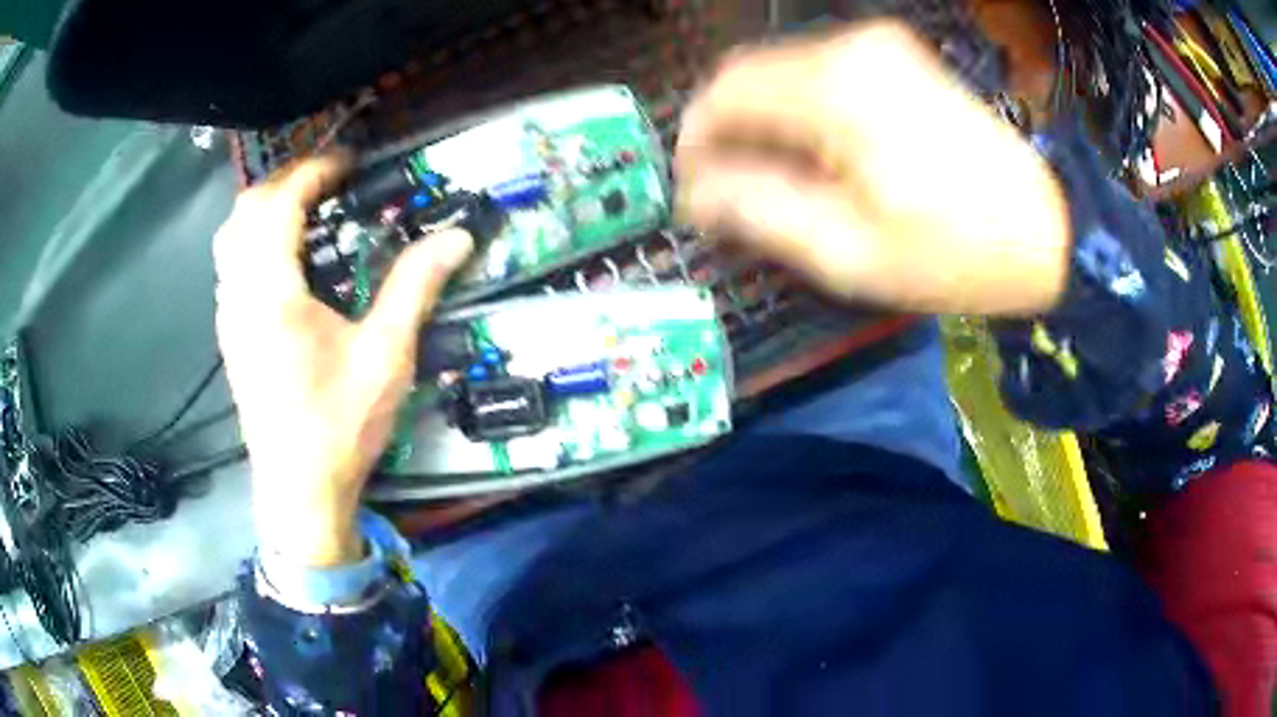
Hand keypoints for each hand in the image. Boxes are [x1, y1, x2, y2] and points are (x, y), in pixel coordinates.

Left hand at [214, 154, 472, 566]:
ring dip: (265, 208)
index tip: (349, 162)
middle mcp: (239, 294)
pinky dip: (254, 239)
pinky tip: (285, 258)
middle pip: (246, 210)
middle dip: (286, 181)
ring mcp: (229, 316)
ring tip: (306, 209)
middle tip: (328, 181)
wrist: (299, 491)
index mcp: (272, 292)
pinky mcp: (230, 335)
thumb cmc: (339, 426)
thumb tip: (457, 237)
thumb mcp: (385, 356)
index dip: (314, 171)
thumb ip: (415, 287)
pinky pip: (230, 264)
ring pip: (231, 237)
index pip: (281, 203)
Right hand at [676, 21, 1070, 315]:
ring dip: (762, 121)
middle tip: (727, 191)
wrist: (1049, 229)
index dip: (693, 142)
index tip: (691, 191)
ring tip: (772, 179)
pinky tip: (816, 153)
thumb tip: (697, 194)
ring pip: (781, 71)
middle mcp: (850, 47)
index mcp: (835, 90)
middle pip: (748, 74)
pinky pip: (820, 72)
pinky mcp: (897, 56)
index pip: (723, 95)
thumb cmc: (956, 253)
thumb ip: (760, 212)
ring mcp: (878, 45)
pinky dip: (799, 109)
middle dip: (725, 131)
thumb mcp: (851, 253)